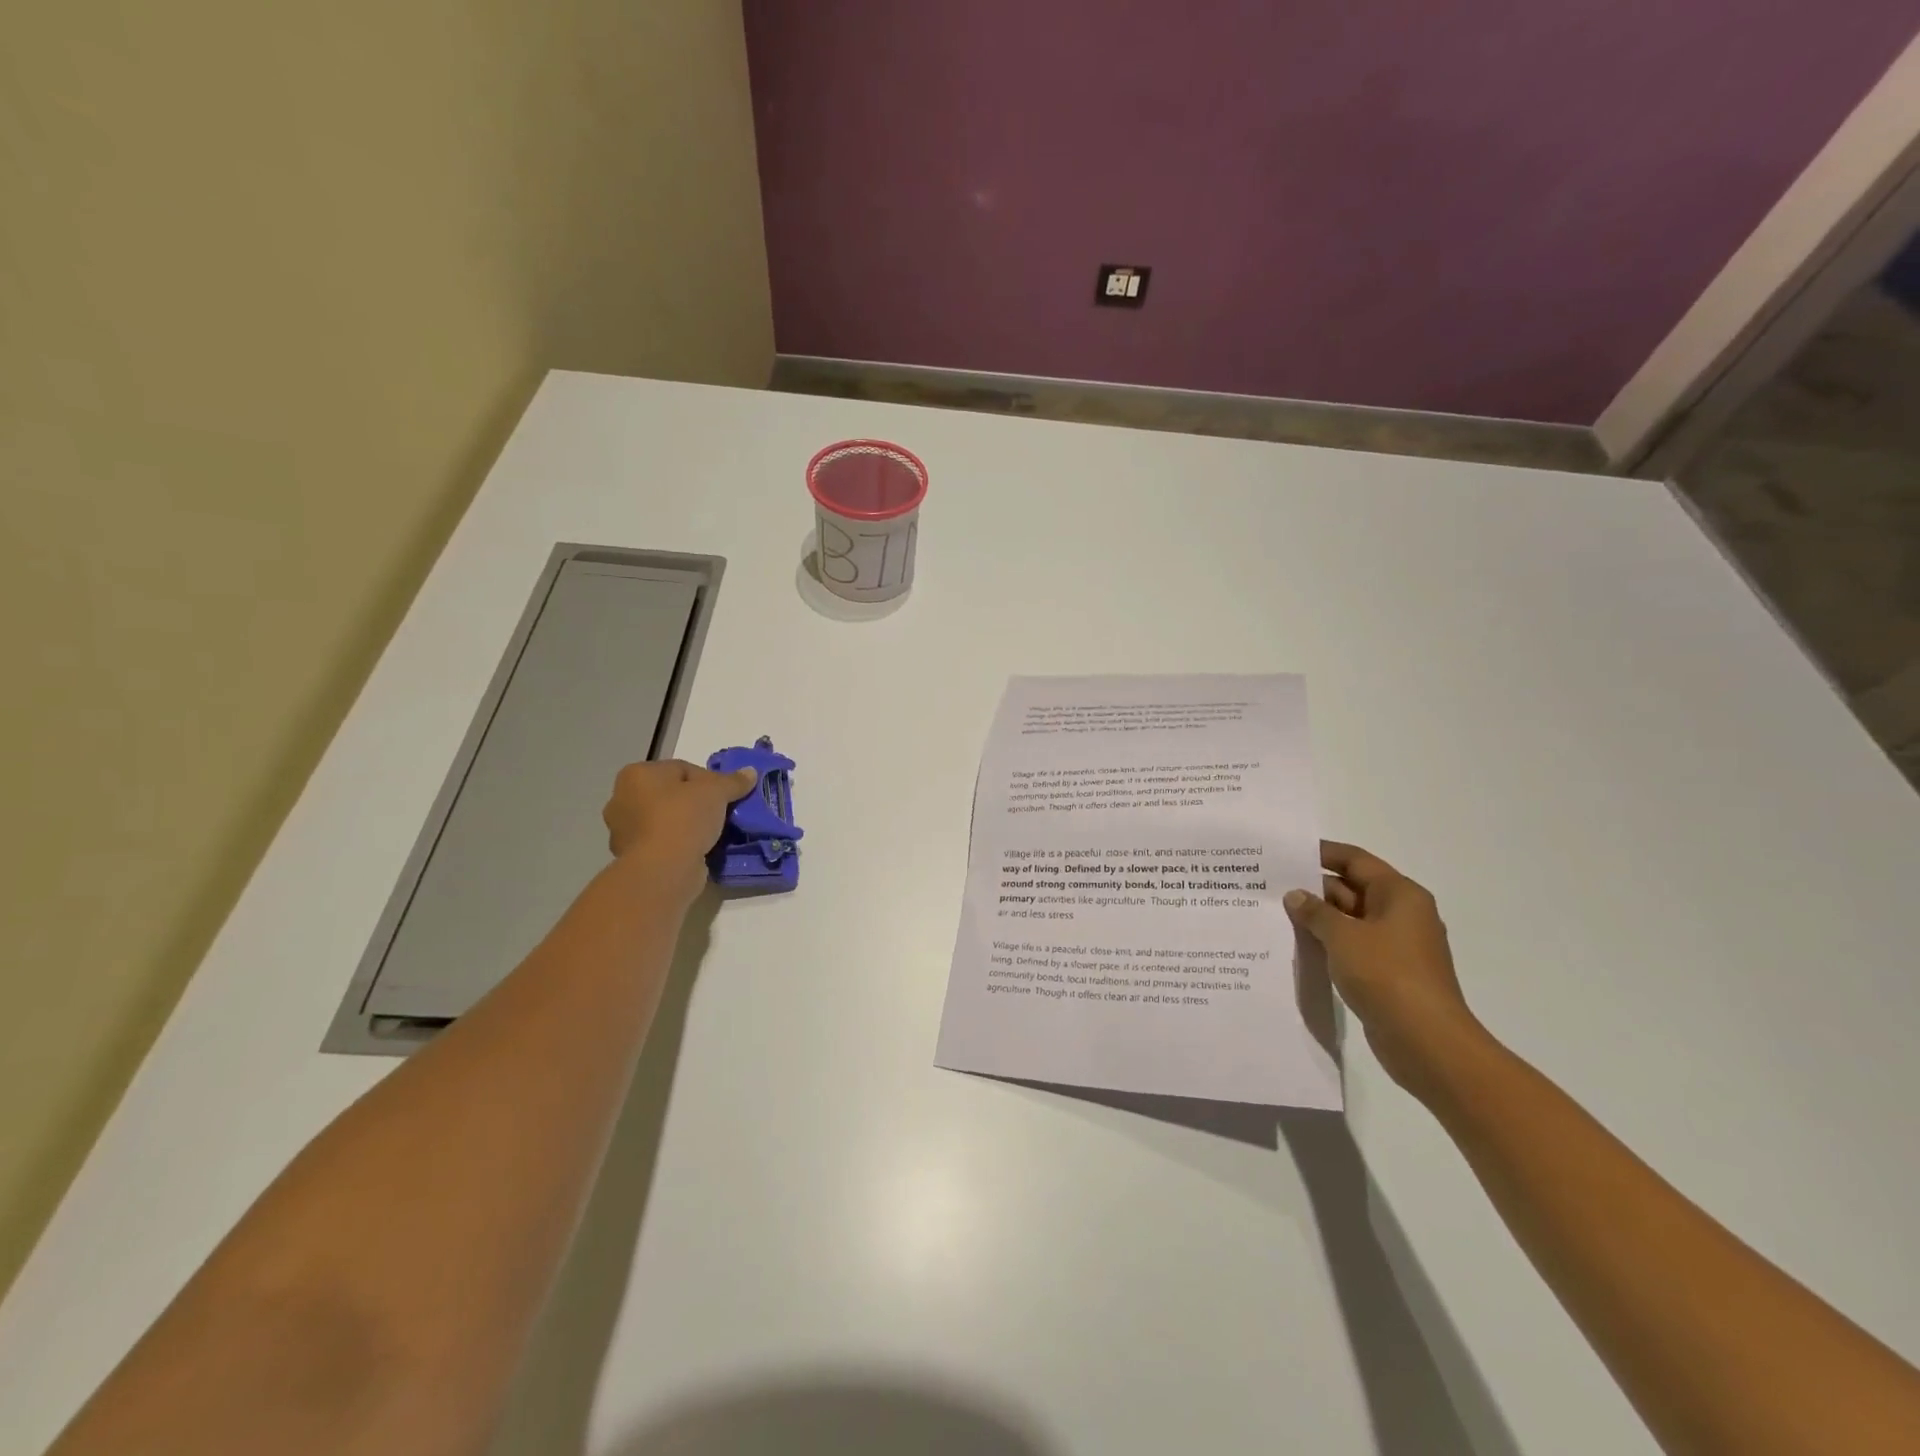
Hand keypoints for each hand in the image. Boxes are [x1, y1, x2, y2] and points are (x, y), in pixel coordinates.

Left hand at [602, 759, 755, 905]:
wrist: (663, 869)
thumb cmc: (683, 818)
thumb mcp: (716, 792)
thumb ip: (733, 781)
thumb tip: (750, 772)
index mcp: (636, 774)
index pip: (682, 769)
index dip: (710, 780)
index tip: (727, 796)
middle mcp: (622, 799)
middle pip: (672, 794)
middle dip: (696, 802)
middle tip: (721, 813)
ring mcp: (624, 830)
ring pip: (667, 819)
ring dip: (688, 824)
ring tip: (714, 832)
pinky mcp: (632, 857)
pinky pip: (664, 842)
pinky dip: (680, 844)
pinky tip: (700, 849)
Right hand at [1285, 841, 1490, 1100]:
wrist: (1426, 1041)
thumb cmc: (1386, 974)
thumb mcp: (1342, 936)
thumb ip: (1315, 912)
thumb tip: (1295, 896)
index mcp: (1400, 895)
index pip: (1356, 861)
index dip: (1322, 853)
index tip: (1287, 853)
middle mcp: (1402, 914)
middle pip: (1352, 889)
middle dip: (1314, 888)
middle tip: (1270, 886)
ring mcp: (1396, 946)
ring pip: (1350, 920)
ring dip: (1318, 918)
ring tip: (1276, 914)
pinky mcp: (1388, 973)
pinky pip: (1352, 947)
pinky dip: (1328, 943)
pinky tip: (1298, 946)